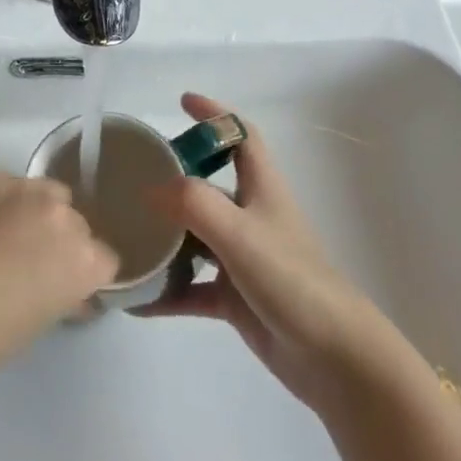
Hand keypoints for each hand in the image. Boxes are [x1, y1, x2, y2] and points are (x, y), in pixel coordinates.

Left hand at [0, 164, 118, 388]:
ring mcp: (17, 185)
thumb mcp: (34, 326)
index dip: (83, 274)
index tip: (62, 286)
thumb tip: (67, 290)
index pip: (104, 257)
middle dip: (56, 239)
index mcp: (81, 259)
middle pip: (73, 219)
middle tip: (24, 264)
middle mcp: (59, 213)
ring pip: (39, 192)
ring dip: (27, 211)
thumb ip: (60, 296)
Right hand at [138, 94, 380, 414]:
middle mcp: (252, 217)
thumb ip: (193, 204)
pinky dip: (167, 291)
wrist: (335, 359)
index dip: (216, 114)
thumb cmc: (292, 280)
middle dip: (175, 176)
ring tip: (125, 233)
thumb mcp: (239, 233)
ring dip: (165, 236)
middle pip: (210, 183)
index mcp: (262, 190)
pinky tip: (136, 300)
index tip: (182, 101)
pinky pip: (192, 288)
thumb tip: (150, 189)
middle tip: (135, 175)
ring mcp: (244, 259)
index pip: (241, 136)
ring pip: (196, 237)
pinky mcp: (237, 298)